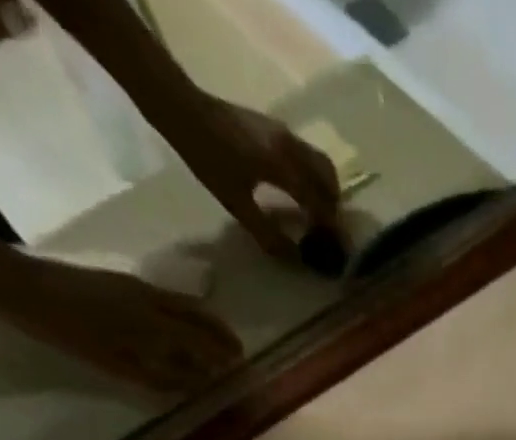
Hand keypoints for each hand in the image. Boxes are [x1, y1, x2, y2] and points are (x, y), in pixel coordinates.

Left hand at [0, 254, 241, 392]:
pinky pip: (168, 298)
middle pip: (199, 317)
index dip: (222, 356)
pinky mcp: (121, 282)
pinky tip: (180, 323)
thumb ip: (160, 376)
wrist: (19, 284)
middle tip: (237, 352)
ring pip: (184, 304)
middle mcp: (153, 301)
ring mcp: (136, 288)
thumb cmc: (66, 331)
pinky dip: (185, 311)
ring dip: (206, 321)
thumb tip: (196, 384)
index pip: (202, 341)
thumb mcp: (114, 364)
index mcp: (154, 322)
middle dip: (221, 335)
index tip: (239, 369)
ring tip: (216, 337)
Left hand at [167, 96, 341, 260]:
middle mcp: (290, 147)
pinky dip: (313, 173)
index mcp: (281, 165)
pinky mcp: (276, 128)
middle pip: (327, 177)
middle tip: (327, 228)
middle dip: (332, 204)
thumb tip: (292, 256)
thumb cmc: (207, 156)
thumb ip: (265, 231)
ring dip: (325, 187)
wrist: (183, 108)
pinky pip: (307, 154)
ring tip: (318, 210)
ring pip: (320, 162)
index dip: (327, 225)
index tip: (332, 244)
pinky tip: (301, 188)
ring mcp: (284, 133)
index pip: (317, 200)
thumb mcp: (234, 202)